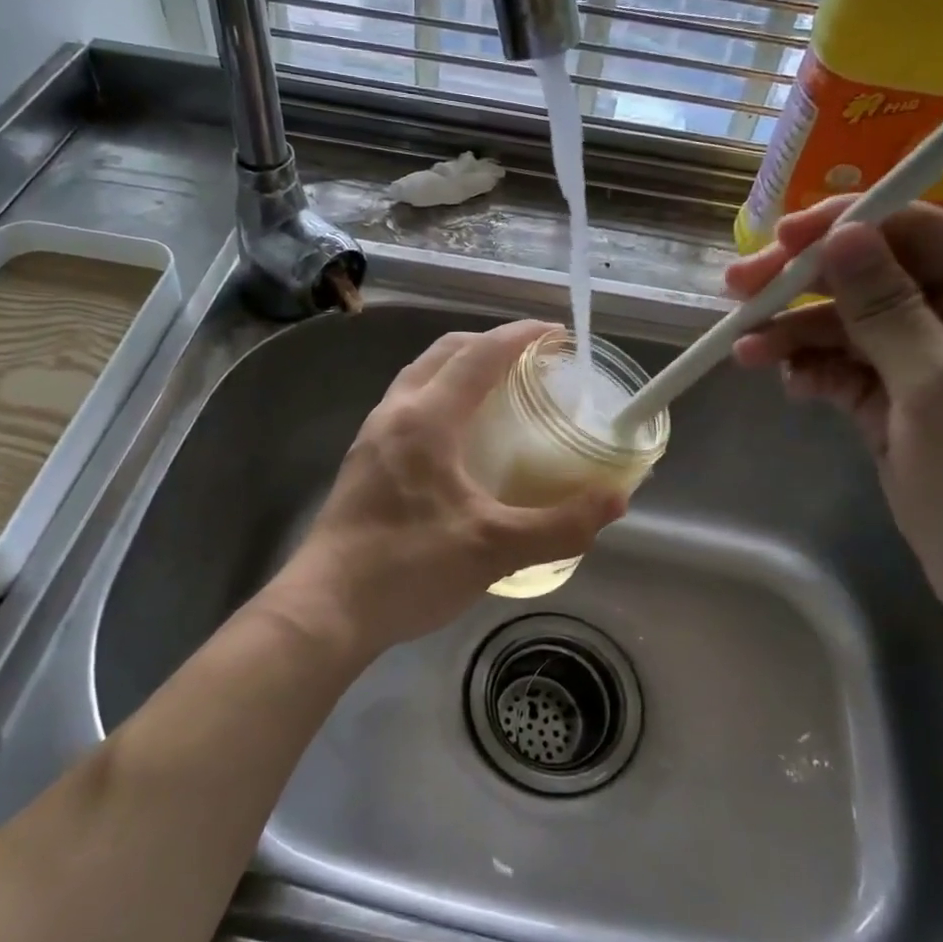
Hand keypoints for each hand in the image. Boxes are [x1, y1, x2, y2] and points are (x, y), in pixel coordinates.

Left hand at [280, 321, 626, 655]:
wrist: (326, 608)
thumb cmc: (408, 568)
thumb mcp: (494, 549)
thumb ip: (560, 525)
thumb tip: (616, 501)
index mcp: (426, 419)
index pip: (479, 355)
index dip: (520, 336)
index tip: (557, 333)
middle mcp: (395, 413)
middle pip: (444, 353)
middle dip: (489, 343)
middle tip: (530, 359)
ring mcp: (372, 436)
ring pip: (419, 376)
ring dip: (459, 367)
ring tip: (497, 389)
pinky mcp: (363, 460)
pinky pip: (407, 404)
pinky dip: (439, 395)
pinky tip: (458, 437)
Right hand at [727, 199, 942, 643]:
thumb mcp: (942, 386)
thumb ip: (888, 309)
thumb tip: (843, 234)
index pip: (917, 234)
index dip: (847, 227)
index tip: (780, 240)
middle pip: (872, 280)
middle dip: (805, 285)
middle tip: (737, 289)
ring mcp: (927, 372)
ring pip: (851, 332)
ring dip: (797, 335)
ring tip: (744, 352)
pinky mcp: (899, 413)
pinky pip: (848, 375)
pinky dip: (815, 373)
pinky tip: (789, 384)